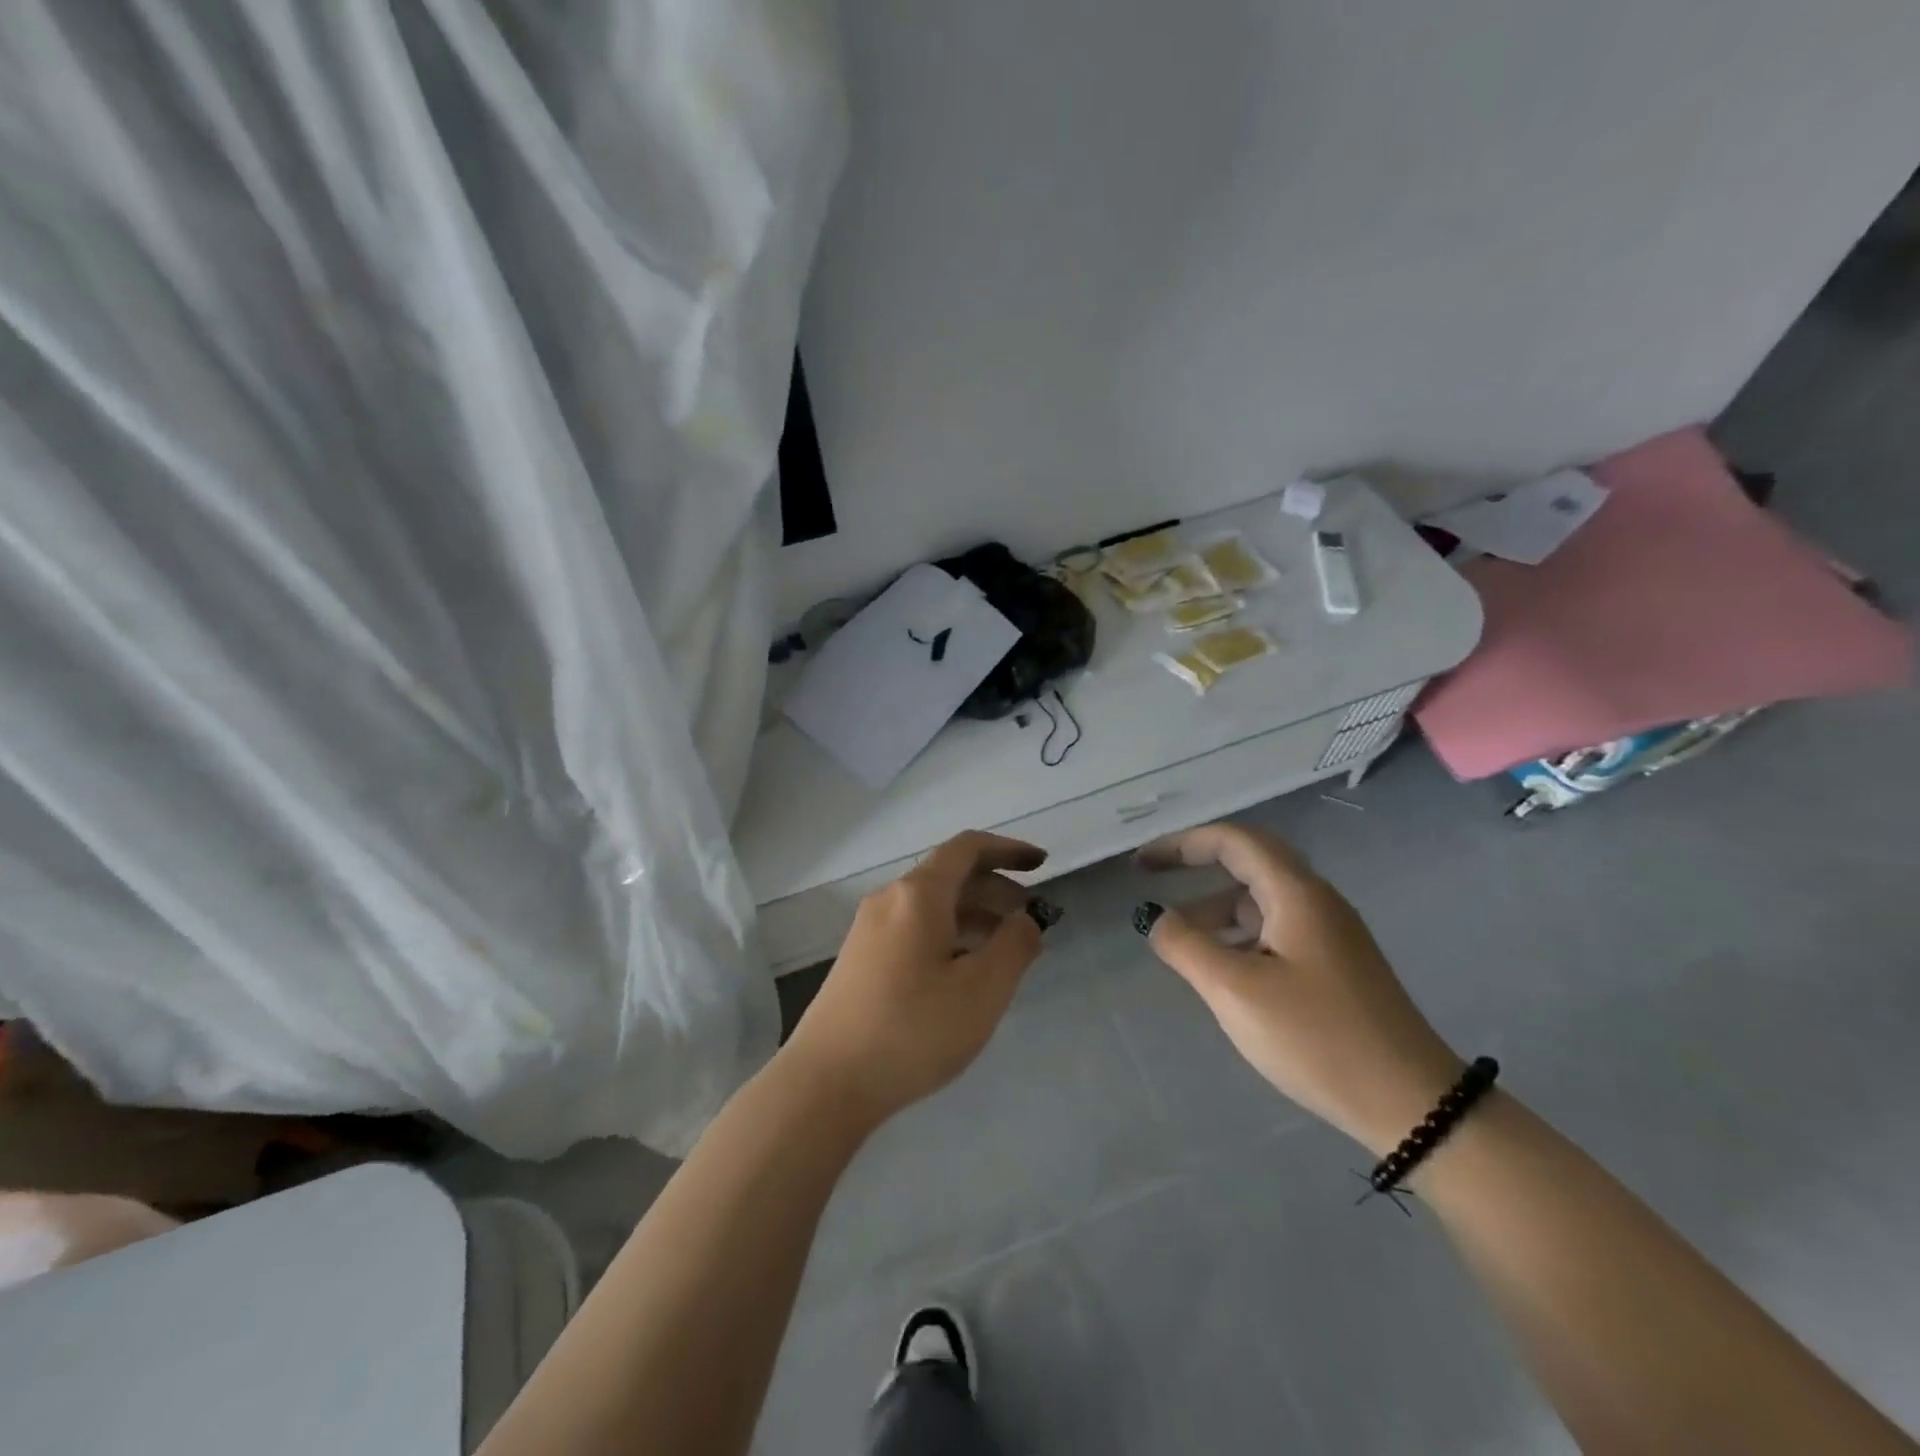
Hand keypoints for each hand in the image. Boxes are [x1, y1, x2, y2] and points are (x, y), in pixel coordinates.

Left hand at [780, 831, 1048, 1125]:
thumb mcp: (981, 990)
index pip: (968, 848)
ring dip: (975, 916)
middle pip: (951, 876)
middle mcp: (890, 899)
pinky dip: (950, 935)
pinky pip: (916, 928)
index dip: (1008, 850)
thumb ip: (1015, 945)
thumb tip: (1027, 917)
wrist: (826, 1082)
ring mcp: (871, 929)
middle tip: (1032, 919)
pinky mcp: (862, 958)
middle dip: (997, 890)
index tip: (1042, 864)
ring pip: (934, 906)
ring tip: (1008, 949)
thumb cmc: (913, 1030)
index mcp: (918, 894)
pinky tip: (966, 972)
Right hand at [1139, 822, 1462, 1154]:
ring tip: (1178, 941)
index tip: (1142, 863)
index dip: (1182, 843)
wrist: (1412, 1104)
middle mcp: (1316, 901)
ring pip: (1260, 901)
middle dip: (1195, 866)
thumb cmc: (1318, 1039)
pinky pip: (1275, 931)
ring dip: (1215, 909)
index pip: (1233, 841)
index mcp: (1296, 894)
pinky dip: (1238, 936)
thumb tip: (1155, 918)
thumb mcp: (1236, 991)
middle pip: (1248, 863)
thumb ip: (1186, 946)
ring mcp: (1330, 934)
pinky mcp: (1335, 965)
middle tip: (1151, 880)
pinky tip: (1221, 970)